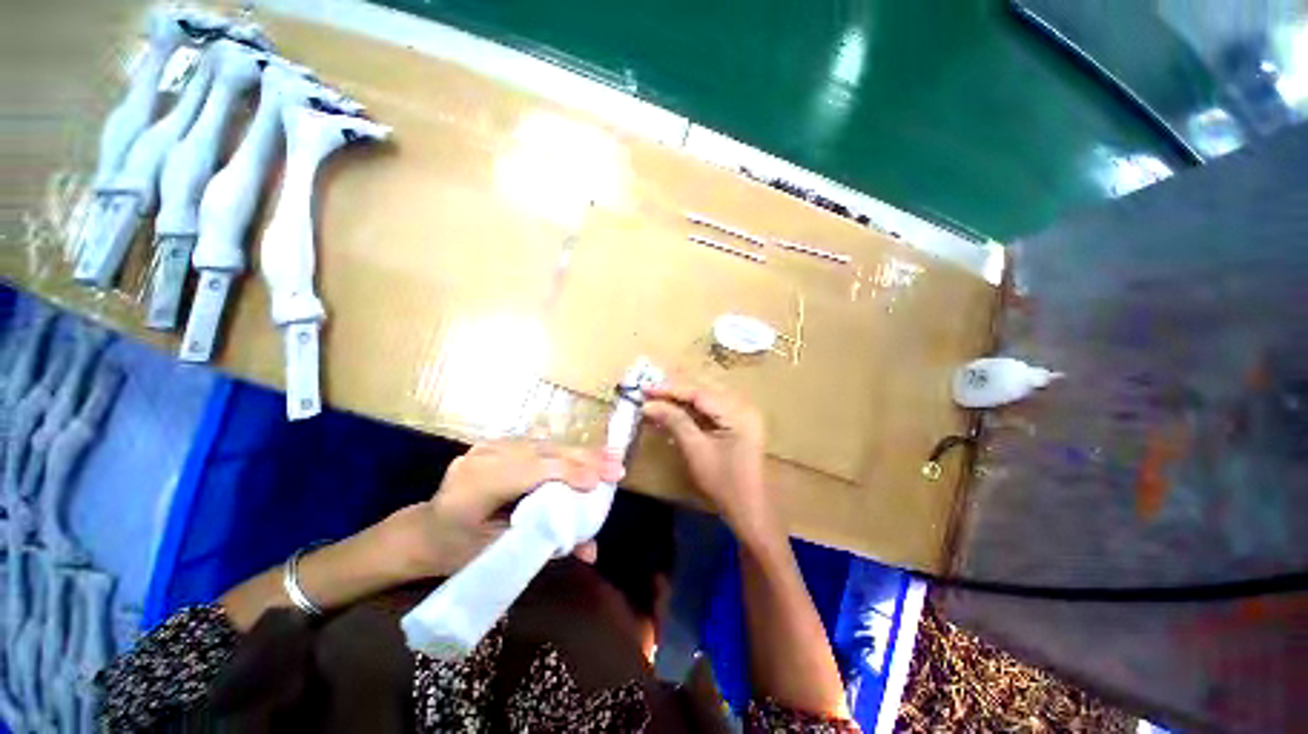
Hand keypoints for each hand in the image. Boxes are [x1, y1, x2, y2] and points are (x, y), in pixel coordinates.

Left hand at [397, 441, 623, 576]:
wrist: (423, 530)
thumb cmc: (455, 551)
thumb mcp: (497, 555)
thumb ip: (545, 546)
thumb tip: (592, 552)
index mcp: (474, 487)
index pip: (531, 472)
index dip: (569, 473)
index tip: (602, 481)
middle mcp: (483, 457)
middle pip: (543, 453)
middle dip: (585, 458)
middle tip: (617, 465)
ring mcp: (489, 445)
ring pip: (545, 445)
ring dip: (580, 452)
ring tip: (610, 457)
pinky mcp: (497, 443)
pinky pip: (539, 445)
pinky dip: (565, 451)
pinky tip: (586, 454)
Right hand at [641, 381, 778, 543]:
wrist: (746, 509)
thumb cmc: (722, 481)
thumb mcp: (696, 449)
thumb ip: (674, 421)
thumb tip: (649, 405)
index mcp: (738, 413)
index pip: (700, 393)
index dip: (671, 390)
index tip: (646, 389)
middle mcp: (742, 408)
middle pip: (702, 393)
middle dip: (673, 393)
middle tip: (648, 392)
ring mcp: (740, 416)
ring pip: (703, 402)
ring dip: (679, 403)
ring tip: (655, 402)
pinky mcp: (734, 425)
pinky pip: (708, 412)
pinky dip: (688, 413)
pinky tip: (670, 414)